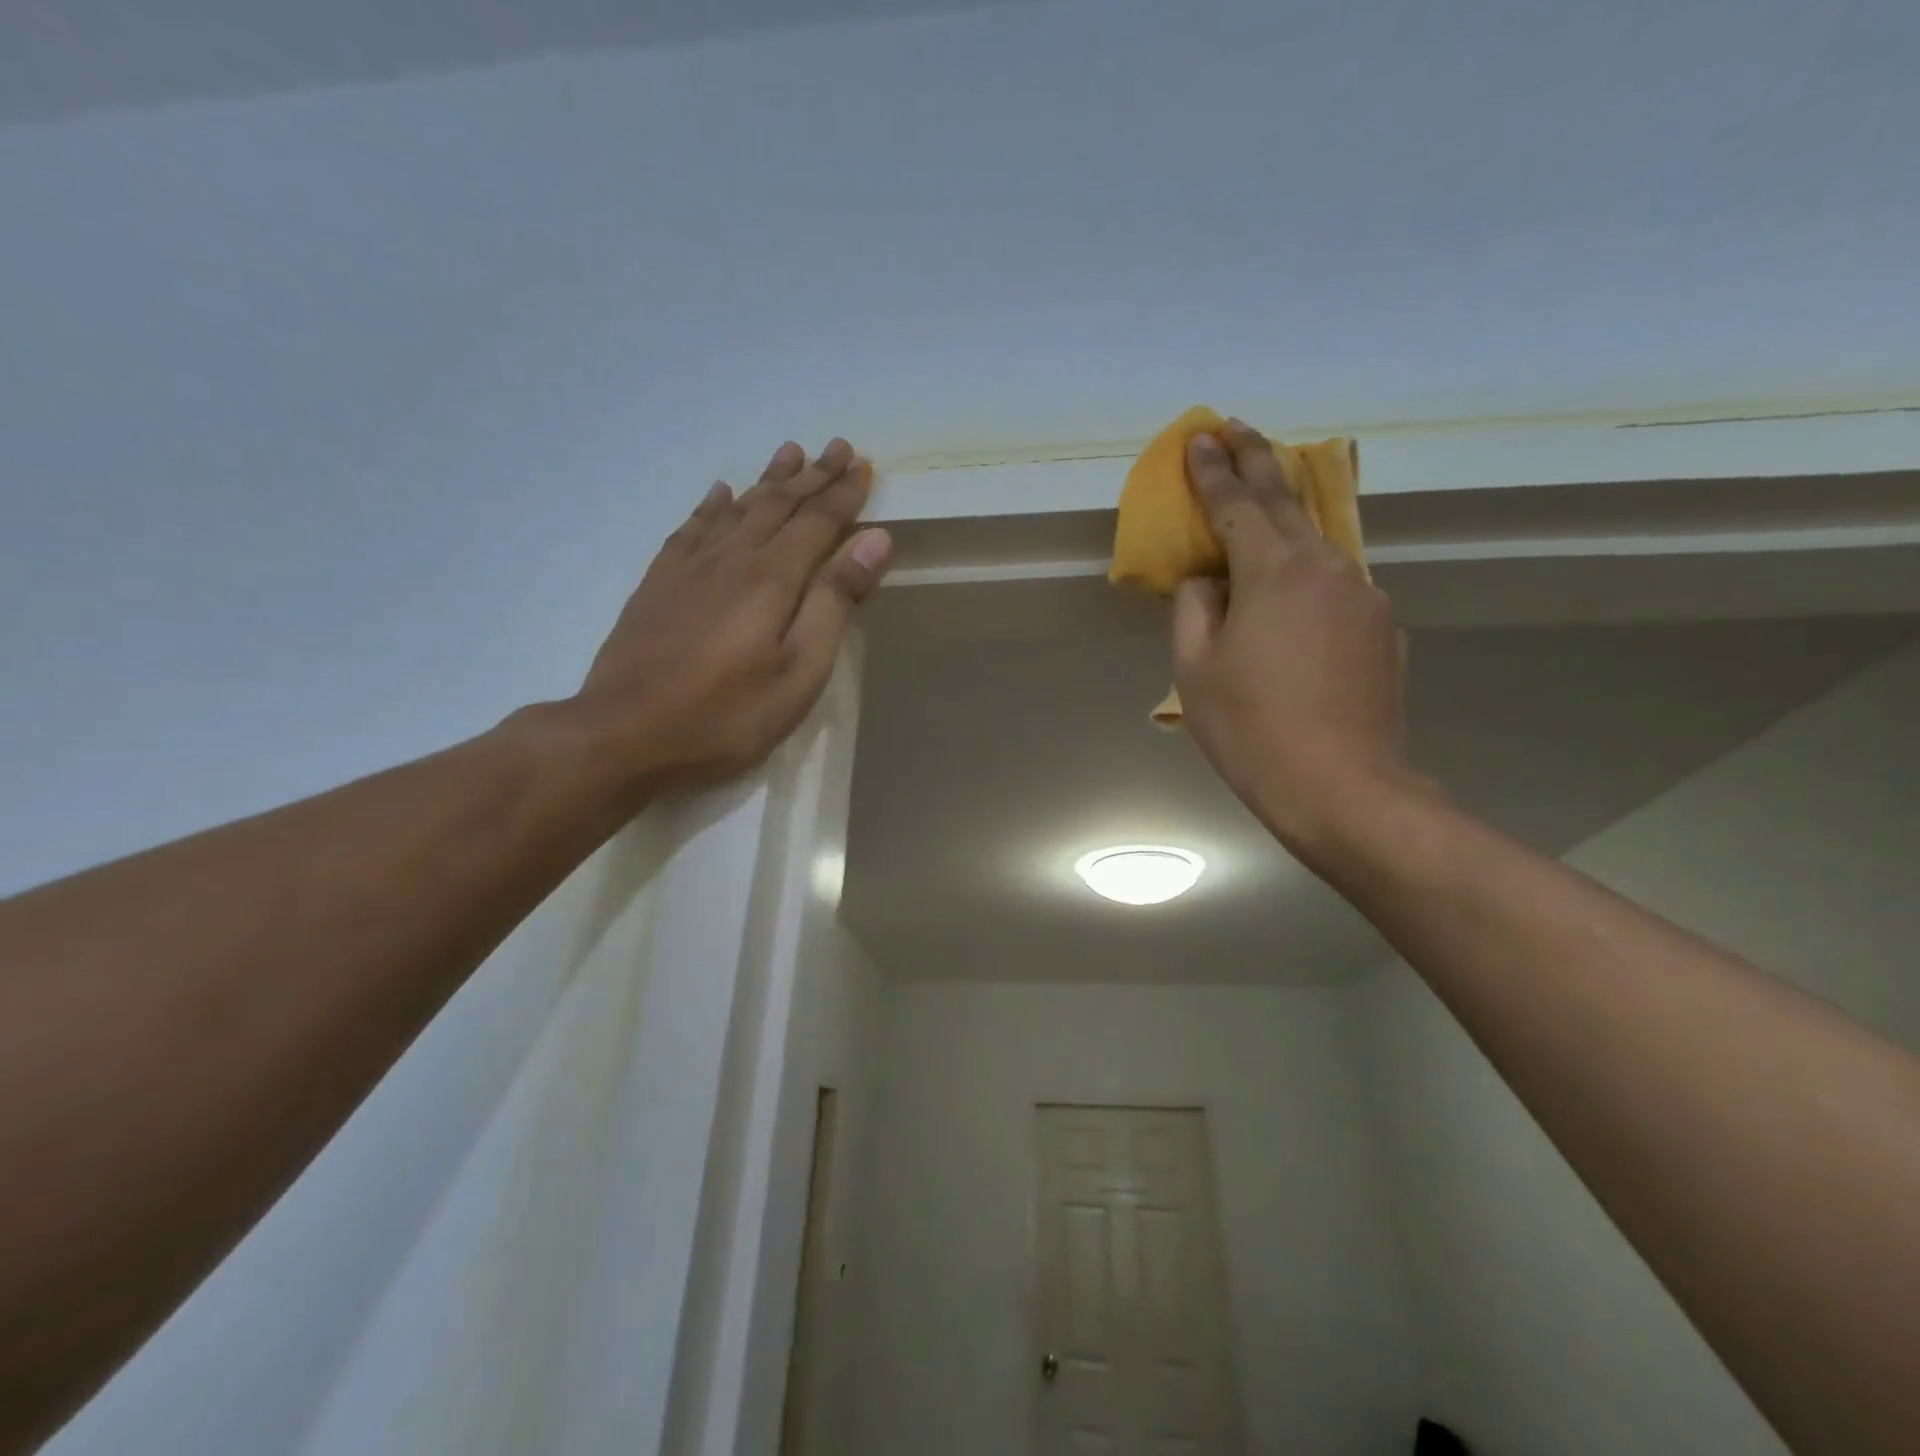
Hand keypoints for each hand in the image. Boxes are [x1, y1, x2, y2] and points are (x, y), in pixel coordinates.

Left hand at [569, 438, 891, 795]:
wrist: (623, 735)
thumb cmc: (726, 715)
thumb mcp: (799, 671)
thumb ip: (835, 602)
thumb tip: (873, 540)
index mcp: (772, 578)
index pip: (817, 522)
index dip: (844, 493)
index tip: (864, 465)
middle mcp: (731, 558)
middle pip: (778, 505)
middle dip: (812, 475)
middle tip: (837, 446)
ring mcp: (689, 568)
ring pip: (737, 508)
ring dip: (768, 480)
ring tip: (789, 452)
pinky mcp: (658, 585)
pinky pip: (692, 528)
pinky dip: (712, 505)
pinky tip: (720, 494)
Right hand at [1171, 420, 1414, 857]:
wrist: (1344, 788)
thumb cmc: (1252, 729)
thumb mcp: (1196, 669)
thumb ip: (1195, 607)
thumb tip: (1209, 581)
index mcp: (1274, 571)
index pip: (1237, 504)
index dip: (1213, 470)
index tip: (1198, 437)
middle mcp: (1326, 567)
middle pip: (1286, 500)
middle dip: (1257, 459)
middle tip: (1235, 427)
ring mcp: (1363, 595)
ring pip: (1317, 540)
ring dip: (1285, 514)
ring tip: (1261, 503)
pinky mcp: (1382, 627)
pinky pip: (1335, 582)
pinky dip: (1308, 569)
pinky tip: (1292, 592)